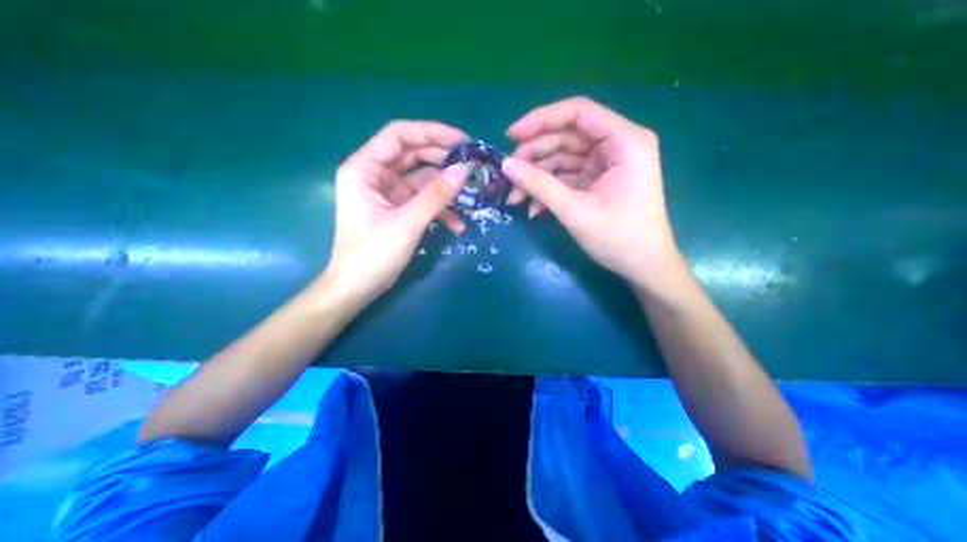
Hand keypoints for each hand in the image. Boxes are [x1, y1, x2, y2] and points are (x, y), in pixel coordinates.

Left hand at [322, 118, 470, 301]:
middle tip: (473, 168)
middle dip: (444, 161)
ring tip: (471, 196)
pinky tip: (458, 224)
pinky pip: (423, 201)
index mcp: (364, 169)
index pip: (399, 136)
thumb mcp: (406, 223)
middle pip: (414, 156)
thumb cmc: (373, 255)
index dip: (430, 133)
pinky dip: (440, 210)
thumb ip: (435, 196)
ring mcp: (389, 194)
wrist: (357, 288)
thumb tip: (465, 171)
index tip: (462, 141)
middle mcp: (375, 175)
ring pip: (423, 180)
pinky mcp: (399, 210)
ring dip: (446, 189)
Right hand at [507, 97, 677, 292]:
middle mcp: (617, 145)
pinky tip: (534, 209)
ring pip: (563, 159)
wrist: (643, 267)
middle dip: (535, 156)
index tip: (511, 136)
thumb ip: (539, 185)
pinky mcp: (598, 182)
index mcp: (624, 141)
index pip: (578, 113)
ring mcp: (607, 165)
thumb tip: (506, 166)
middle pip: (567, 137)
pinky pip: (568, 177)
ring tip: (514, 198)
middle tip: (509, 174)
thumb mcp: (575, 211)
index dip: (541, 120)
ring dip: (537, 177)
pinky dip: (549, 190)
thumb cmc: (618, 238)